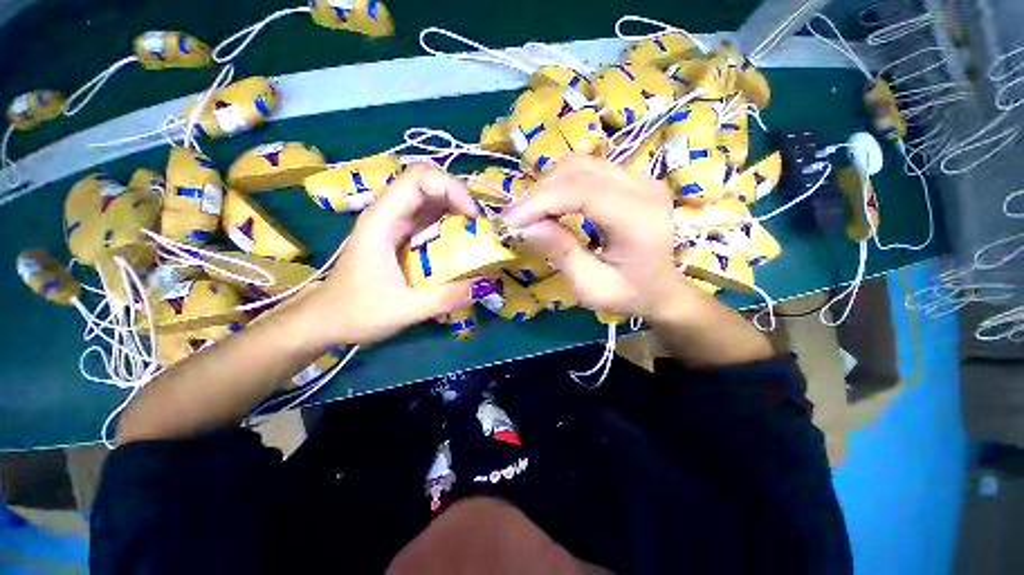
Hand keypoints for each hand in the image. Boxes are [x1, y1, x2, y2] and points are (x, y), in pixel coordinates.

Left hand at [304, 165, 479, 345]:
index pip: (418, 178)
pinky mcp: (401, 236)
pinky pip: (430, 219)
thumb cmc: (357, 312)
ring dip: (457, 210)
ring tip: (476, 234)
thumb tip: (484, 284)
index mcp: (382, 220)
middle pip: (428, 183)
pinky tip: (461, 244)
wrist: (326, 321)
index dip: (451, 188)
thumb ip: (444, 297)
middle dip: (459, 197)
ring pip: (431, 200)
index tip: (472, 216)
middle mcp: (389, 214)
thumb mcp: (404, 309)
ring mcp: (395, 224)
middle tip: (479, 225)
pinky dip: (450, 225)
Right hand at [504, 155, 696, 319]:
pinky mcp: (631, 178)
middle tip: (517, 220)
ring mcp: (639, 178)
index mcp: (638, 219)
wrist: (662, 288)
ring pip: (580, 164)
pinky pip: (588, 169)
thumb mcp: (592, 287)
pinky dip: (561, 184)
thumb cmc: (629, 294)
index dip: (541, 202)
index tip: (510, 221)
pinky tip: (552, 205)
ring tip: (532, 213)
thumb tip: (528, 227)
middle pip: (578, 171)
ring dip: (548, 186)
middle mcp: (643, 188)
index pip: (582, 192)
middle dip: (540, 193)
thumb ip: (562, 254)